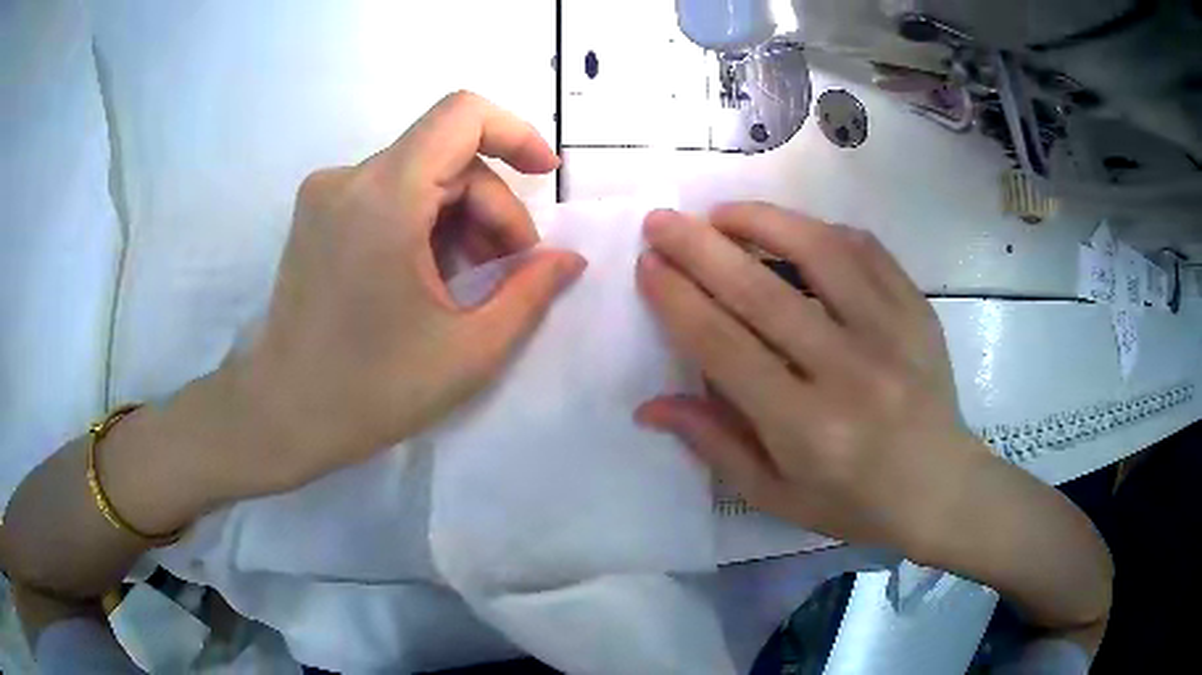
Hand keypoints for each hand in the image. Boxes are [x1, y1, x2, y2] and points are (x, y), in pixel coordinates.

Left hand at [227, 91, 585, 495]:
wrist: (280, 415)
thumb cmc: (370, 391)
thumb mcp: (469, 351)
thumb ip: (530, 293)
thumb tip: (570, 258)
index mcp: (384, 199)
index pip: (462, 115)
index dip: (516, 133)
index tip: (546, 178)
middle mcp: (349, 180)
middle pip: (447, 157)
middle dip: (490, 208)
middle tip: (508, 273)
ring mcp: (326, 196)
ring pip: (419, 177)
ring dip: (458, 220)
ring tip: (465, 286)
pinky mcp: (316, 216)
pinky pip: (388, 195)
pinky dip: (422, 224)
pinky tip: (427, 280)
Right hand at [635, 202, 978, 553]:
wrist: (940, 487)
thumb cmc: (852, 503)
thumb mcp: (774, 494)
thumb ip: (714, 444)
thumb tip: (649, 405)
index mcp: (807, 428)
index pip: (726, 347)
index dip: (679, 300)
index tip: (647, 265)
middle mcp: (849, 372)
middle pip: (762, 292)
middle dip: (701, 248)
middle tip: (662, 220)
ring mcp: (892, 332)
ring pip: (819, 252)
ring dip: (762, 221)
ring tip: (721, 213)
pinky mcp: (917, 310)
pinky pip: (866, 249)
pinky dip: (821, 230)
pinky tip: (793, 229)